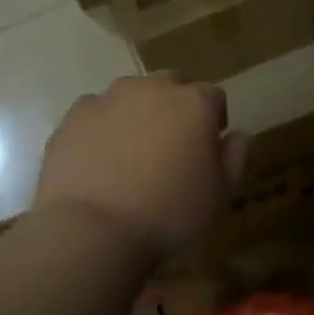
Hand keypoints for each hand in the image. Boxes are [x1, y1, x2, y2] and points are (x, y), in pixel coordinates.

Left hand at [37, 72, 246, 258]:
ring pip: (132, 93)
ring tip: (131, 151)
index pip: (213, 96)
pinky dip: (102, 126)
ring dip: (138, 112)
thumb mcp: (219, 196)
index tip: (208, 146)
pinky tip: (99, 158)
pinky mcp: (75, 115)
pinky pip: (96, 111)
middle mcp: (154, 89)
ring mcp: (110, 97)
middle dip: (175, 106)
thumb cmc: (167, 214)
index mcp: (194, 104)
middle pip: (172, 85)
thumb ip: (235, 157)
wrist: (91, 229)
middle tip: (171, 145)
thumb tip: (238, 134)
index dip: (213, 118)